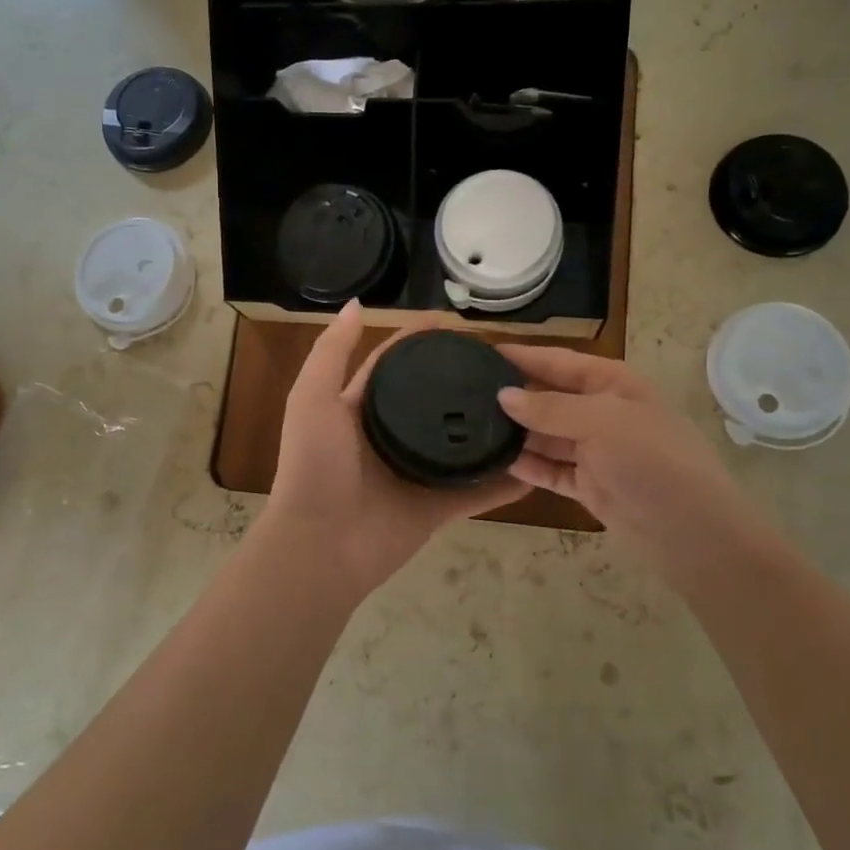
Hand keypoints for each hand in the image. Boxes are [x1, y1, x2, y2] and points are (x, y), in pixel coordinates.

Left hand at [268, 303, 528, 601]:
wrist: (320, 545)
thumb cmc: (315, 466)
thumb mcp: (313, 398)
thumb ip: (332, 352)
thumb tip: (357, 304)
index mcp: (360, 409)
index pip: (395, 363)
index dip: (422, 340)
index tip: (460, 324)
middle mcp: (390, 437)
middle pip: (433, 400)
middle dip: (462, 380)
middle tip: (505, 361)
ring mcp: (416, 474)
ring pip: (461, 445)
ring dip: (488, 428)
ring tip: (528, 403)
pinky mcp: (436, 508)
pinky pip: (477, 492)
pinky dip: (504, 482)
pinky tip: (536, 463)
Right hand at [495, 346, 771, 589]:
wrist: (693, 534)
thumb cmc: (653, 461)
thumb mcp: (603, 422)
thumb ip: (551, 408)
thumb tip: (503, 395)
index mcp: (612, 383)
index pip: (558, 361)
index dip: (522, 356)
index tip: (479, 353)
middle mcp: (602, 411)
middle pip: (549, 397)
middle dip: (514, 396)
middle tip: (463, 395)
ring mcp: (596, 451)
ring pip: (546, 435)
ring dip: (516, 433)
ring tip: (469, 427)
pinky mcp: (589, 485)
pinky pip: (550, 469)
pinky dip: (528, 466)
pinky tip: (495, 461)